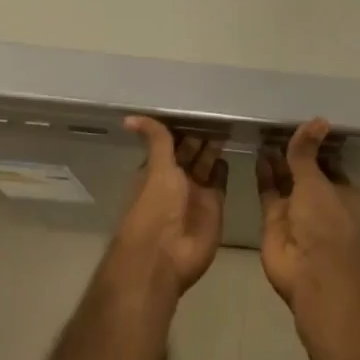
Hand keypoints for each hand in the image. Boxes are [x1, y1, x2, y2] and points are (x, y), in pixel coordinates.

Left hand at [112, 116, 226, 294]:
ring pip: (206, 163)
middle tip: (219, 109)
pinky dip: (223, 168)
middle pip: (191, 151)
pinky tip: (230, 151)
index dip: (182, 125)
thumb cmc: (156, 207)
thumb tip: (129, 117)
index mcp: (158, 168)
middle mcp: (176, 178)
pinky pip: (220, 181)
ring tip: (228, 124)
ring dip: (214, 147)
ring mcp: (196, 192)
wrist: (166, 256)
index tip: (197, 104)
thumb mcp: (156, 167)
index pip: (171, 141)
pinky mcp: (214, 205)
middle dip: (201, 134)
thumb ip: (156, 140)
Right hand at [257, 119, 359, 312]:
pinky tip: (257, 152)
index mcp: (342, 192)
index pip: (329, 162)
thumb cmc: (326, 222)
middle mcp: (320, 201)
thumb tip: (318, 119)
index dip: (316, 145)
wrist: (311, 272)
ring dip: (277, 161)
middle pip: (304, 171)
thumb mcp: (316, 180)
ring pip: (285, 180)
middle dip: (293, 152)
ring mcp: (296, 212)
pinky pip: (268, 192)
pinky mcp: (274, 221)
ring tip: (264, 132)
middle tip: (277, 122)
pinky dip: (263, 175)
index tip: (303, 122)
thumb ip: (307, 152)